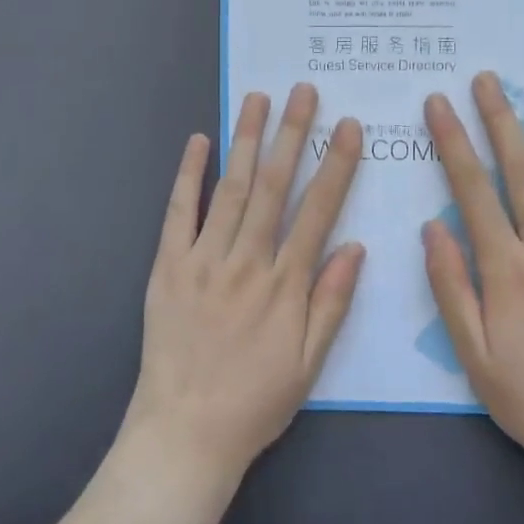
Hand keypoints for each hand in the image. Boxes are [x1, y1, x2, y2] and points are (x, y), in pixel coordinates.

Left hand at [121, 83, 364, 497]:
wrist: (185, 432)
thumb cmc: (255, 400)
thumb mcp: (309, 362)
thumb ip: (332, 301)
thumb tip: (355, 246)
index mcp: (285, 284)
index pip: (317, 211)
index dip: (336, 166)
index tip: (348, 127)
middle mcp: (246, 260)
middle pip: (274, 186)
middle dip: (292, 134)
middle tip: (304, 91)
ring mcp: (204, 258)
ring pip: (231, 187)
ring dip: (246, 139)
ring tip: (258, 99)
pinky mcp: (168, 265)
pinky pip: (179, 212)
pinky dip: (189, 174)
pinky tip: (199, 141)